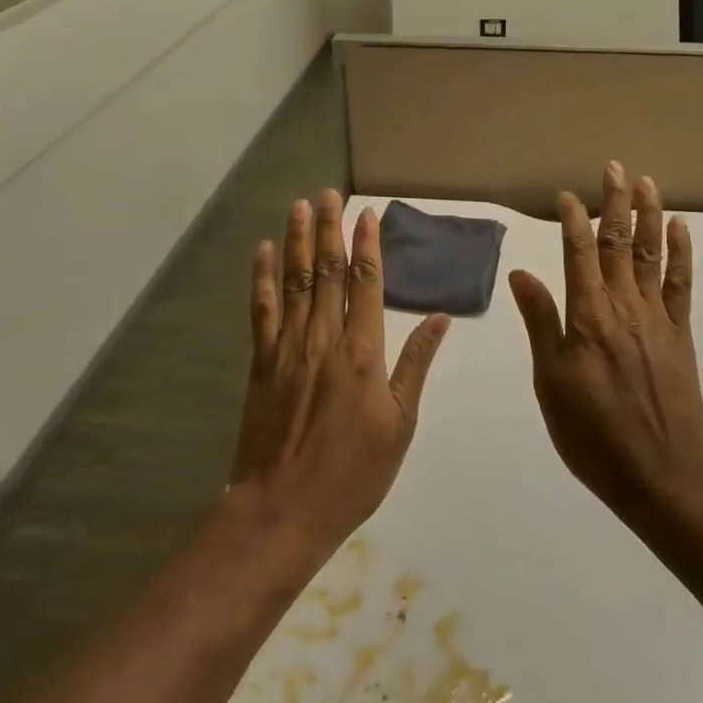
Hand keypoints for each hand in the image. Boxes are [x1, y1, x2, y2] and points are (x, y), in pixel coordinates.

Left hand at [230, 191, 448, 557]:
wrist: (284, 509)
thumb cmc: (353, 472)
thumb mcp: (400, 423)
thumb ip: (417, 364)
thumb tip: (441, 319)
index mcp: (363, 350)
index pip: (366, 282)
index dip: (367, 244)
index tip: (367, 214)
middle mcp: (324, 337)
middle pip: (328, 270)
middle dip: (330, 228)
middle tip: (328, 194)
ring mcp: (288, 347)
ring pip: (294, 280)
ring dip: (297, 240)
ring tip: (299, 207)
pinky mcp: (261, 362)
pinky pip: (262, 310)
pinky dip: (262, 277)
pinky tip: (262, 252)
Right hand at [508, 162, 702, 520]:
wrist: (659, 474)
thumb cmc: (592, 433)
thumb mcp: (551, 382)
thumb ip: (541, 322)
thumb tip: (522, 273)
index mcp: (588, 316)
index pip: (579, 252)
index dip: (573, 219)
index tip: (566, 195)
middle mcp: (624, 305)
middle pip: (619, 243)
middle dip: (615, 203)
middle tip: (615, 168)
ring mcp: (657, 317)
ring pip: (651, 254)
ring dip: (649, 216)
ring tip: (646, 183)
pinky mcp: (680, 333)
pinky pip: (680, 284)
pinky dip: (680, 254)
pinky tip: (680, 230)